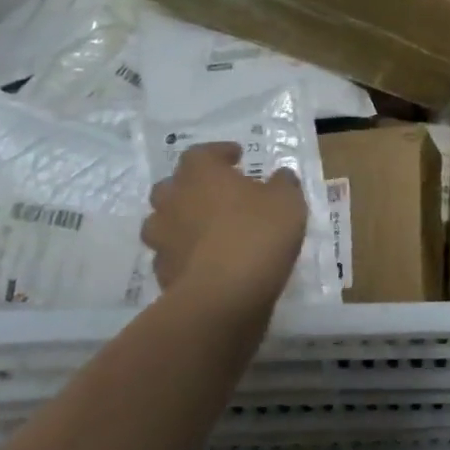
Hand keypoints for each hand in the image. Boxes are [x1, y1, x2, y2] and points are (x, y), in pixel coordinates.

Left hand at [142, 142, 307, 319]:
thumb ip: (283, 184)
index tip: (237, 157)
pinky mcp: (162, 273)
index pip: (201, 153)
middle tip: (218, 192)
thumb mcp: (287, 201)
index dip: (218, 153)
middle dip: (192, 186)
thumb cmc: (257, 233)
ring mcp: (163, 239)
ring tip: (209, 228)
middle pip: (172, 186)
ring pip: (164, 221)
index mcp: (200, 174)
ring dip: (183, 220)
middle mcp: (173, 201)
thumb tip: (280, 177)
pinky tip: (208, 259)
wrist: (223, 296)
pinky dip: (186, 252)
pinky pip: (171, 254)